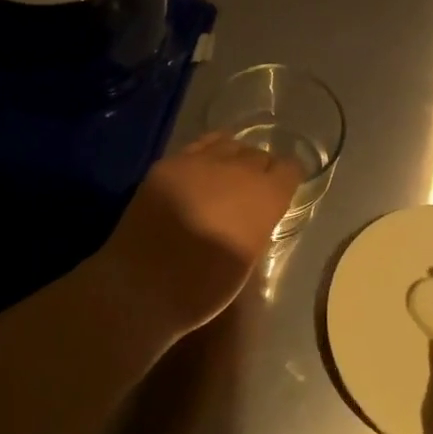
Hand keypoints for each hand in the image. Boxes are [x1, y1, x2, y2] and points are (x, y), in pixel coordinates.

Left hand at [100, 133, 302, 340]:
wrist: (142, 286)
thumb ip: (258, 226)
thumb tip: (256, 215)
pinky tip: (203, 169)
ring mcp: (200, 162)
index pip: (290, 169)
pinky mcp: (169, 163)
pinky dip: (208, 153)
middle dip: (261, 170)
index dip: (288, 179)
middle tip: (252, 191)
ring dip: (234, 159)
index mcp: (264, 197)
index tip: (283, 191)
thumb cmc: (203, 288)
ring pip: (230, 144)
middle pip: (259, 155)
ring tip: (227, 177)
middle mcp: (238, 170)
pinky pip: (199, 146)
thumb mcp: (247, 261)